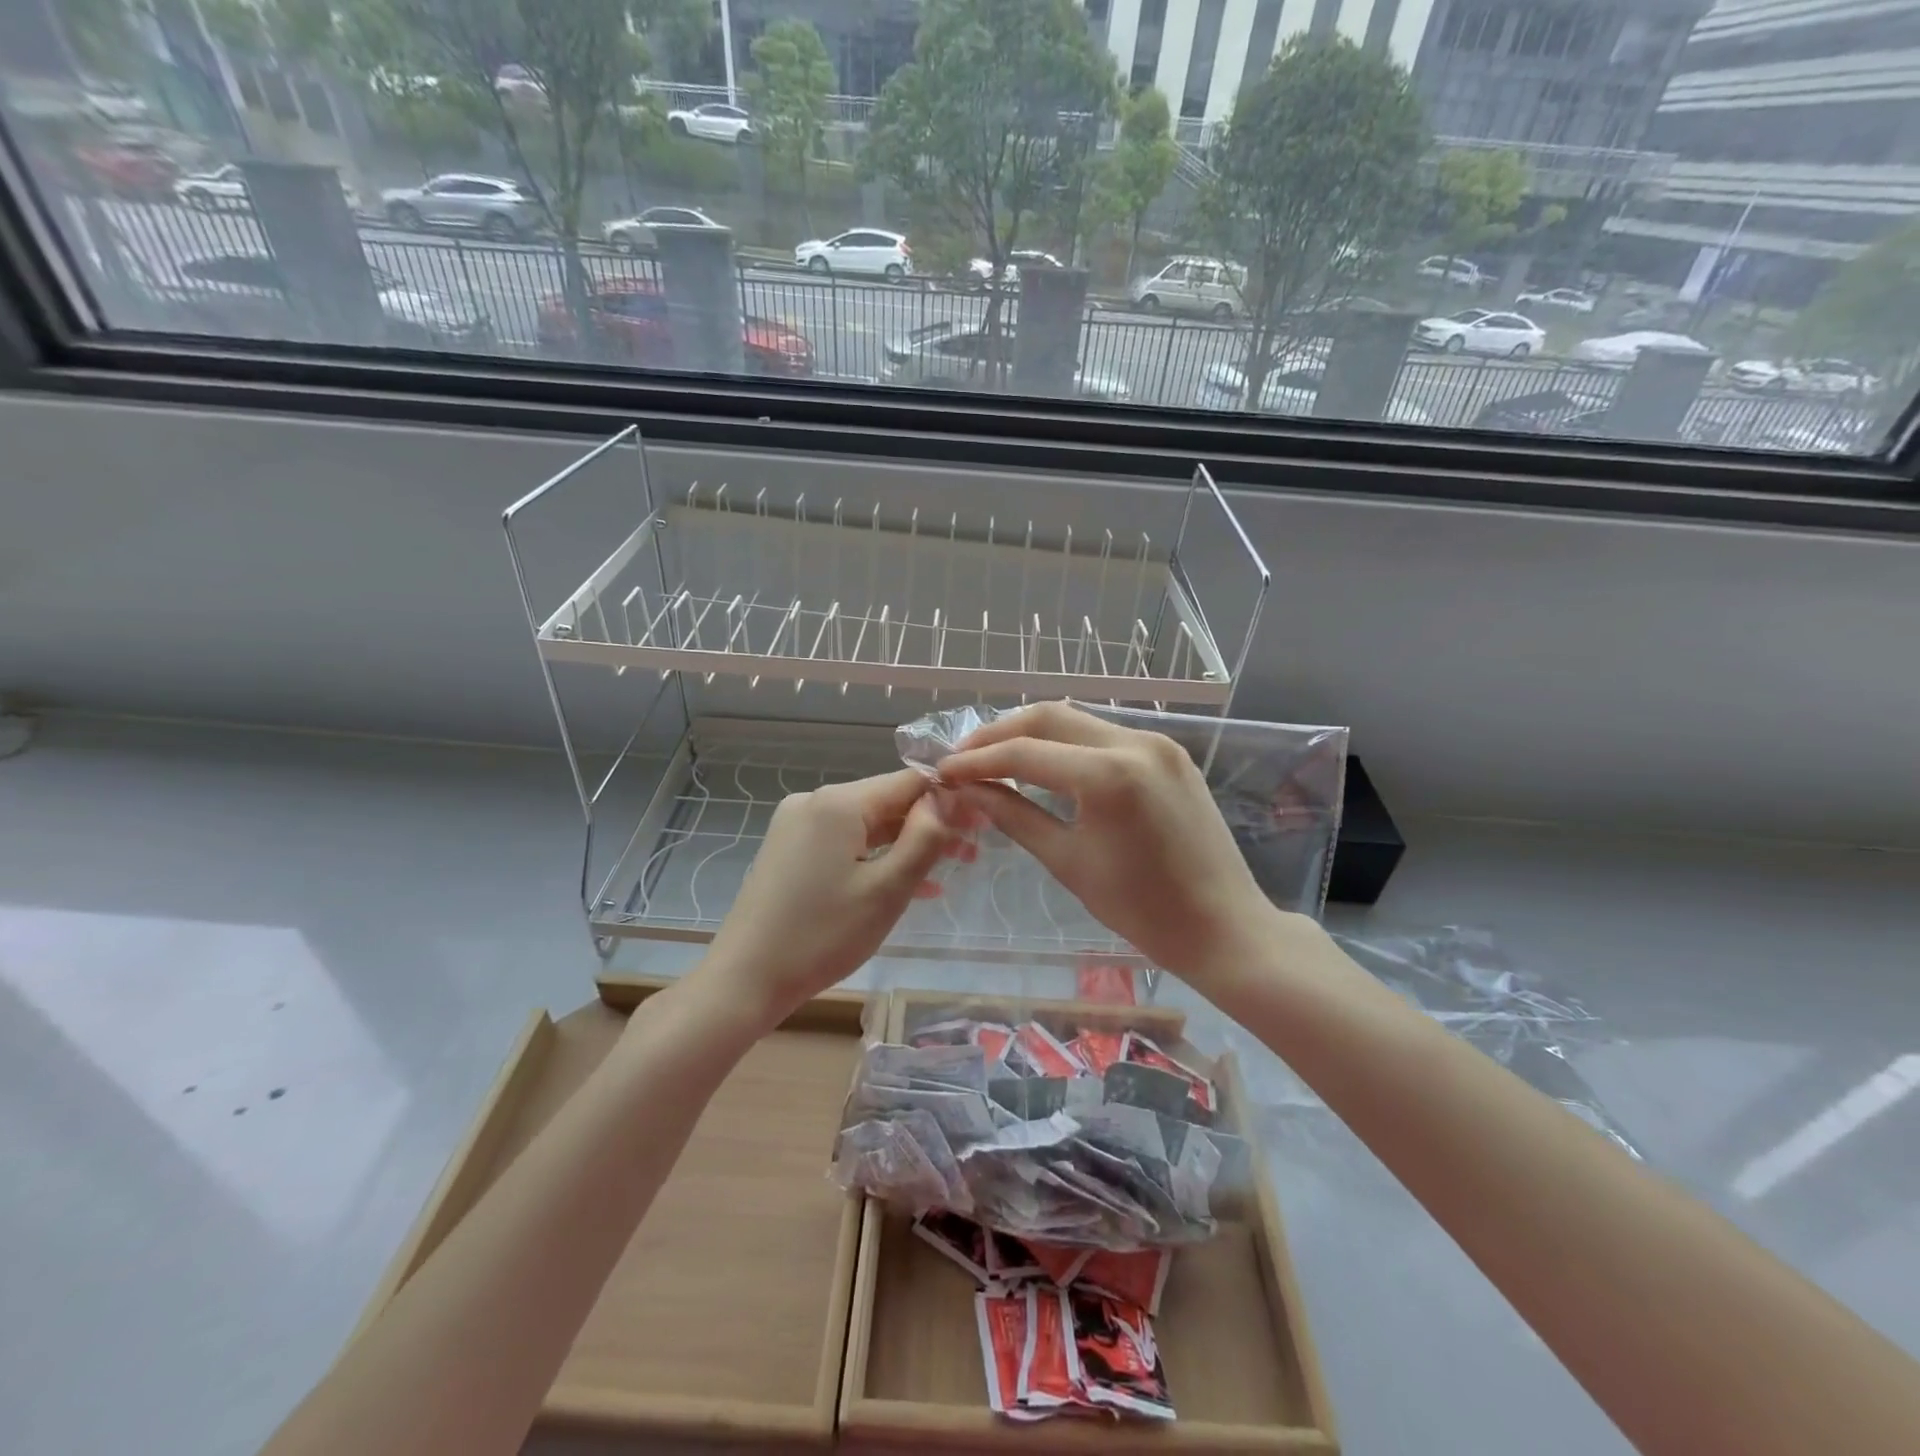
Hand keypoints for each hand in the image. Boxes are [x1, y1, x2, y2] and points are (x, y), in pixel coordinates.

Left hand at [696, 770, 964, 1031]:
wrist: (745, 979)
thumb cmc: (822, 935)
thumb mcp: (887, 890)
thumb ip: (925, 838)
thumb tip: (948, 799)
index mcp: (838, 802)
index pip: (908, 782)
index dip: (949, 798)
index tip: (982, 822)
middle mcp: (814, 801)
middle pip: (886, 801)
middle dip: (930, 824)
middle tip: (972, 851)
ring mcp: (796, 824)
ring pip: (866, 824)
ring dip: (905, 843)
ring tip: (948, 869)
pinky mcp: (788, 849)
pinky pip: (844, 842)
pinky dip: (875, 856)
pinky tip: (904, 882)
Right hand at [939, 702, 1299, 994]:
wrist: (1223, 926)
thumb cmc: (1142, 909)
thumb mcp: (1068, 861)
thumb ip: (1013, 816)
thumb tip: (966, 790)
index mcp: (1109, 775)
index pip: (1024, 753)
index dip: (976, 760)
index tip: (943, 771)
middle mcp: (1135, 742)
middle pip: (1049, 717)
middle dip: (999, 733)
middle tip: (964, 758)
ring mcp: (1158, 742)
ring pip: (1078, 720)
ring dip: (1032, 732)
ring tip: (995, 757)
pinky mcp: (1170, 752)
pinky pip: (1106, 734)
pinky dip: (1068, 743)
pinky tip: (1045, 762)